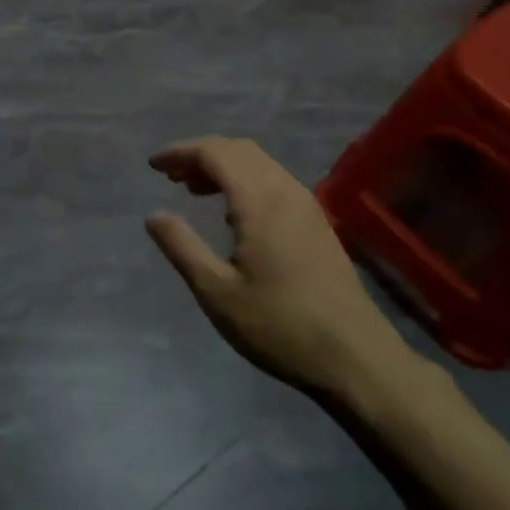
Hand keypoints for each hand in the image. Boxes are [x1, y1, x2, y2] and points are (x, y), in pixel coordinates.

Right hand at [146, 138, 415, 399]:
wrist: (357, 359)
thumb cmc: (280, 326)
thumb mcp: (217, 292)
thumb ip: (182, 246)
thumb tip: (154, 215)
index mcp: (260, 201)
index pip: (215, 153)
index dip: (181, 152)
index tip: (153, 165)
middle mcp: (286, 191)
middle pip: (238, 149)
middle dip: (200, 154)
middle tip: (171, 176)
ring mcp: (307, 205)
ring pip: (259, 163)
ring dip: (223, 165)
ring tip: (194, 190)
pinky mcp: (317, 223)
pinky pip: (274, 180)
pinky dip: (244, 180)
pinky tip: (232, 212)